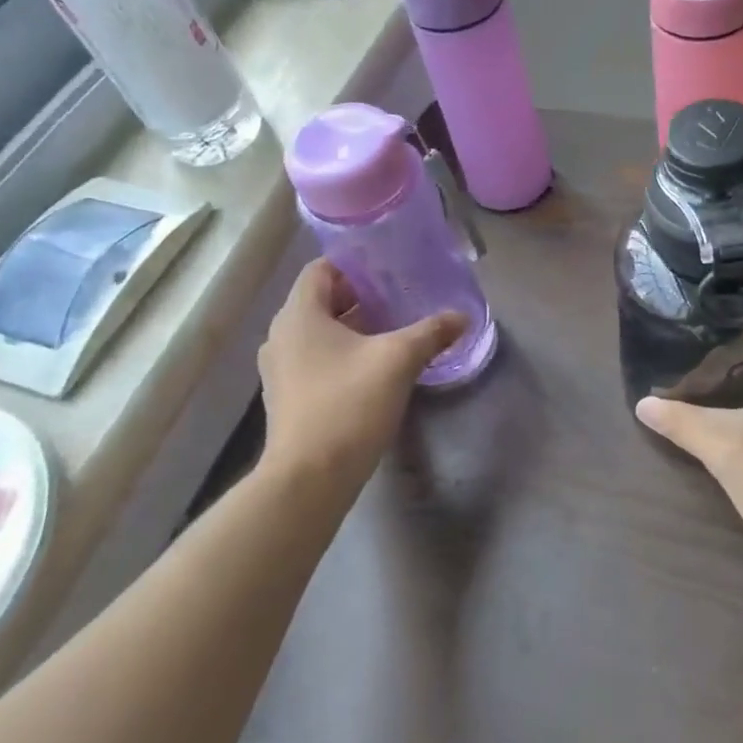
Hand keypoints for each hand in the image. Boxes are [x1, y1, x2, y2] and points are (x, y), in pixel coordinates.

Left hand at [257, 258, 465, 497]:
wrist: (310, 478)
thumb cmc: (349, 404)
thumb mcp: (399, 360)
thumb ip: (431, 332)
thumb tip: (462, 316)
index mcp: (299, 315)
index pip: (321, 270)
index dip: (354, 265)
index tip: (389, 268)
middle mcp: (281, 336)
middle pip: (321, 301)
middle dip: (360, 297)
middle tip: (399, 297)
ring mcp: (280, 370)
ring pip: (319, 333)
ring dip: (353, 328)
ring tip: (393, 331)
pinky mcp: (287, 398)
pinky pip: (316, 361)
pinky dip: (342, 355)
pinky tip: (374, 368)